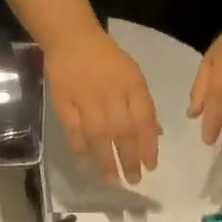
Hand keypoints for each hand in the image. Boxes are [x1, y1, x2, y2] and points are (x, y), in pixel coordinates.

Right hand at [44, 26, 161, 183]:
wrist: (72, 39)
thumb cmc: (108, 60)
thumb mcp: (133, 77)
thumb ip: (144, 107)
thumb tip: (156, 135)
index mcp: (132, 86)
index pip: (143, 121)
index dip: (148, 146)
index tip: (151, 167)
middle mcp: (111, 96)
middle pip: (123, 133)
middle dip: (130, 160)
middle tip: (134, 181)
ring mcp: (86, 102)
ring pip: (99, 137)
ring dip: (106, 161)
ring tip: (113, 181)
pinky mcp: (65, 105)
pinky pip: (74, 132)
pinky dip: (80, 149)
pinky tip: (86, 164)